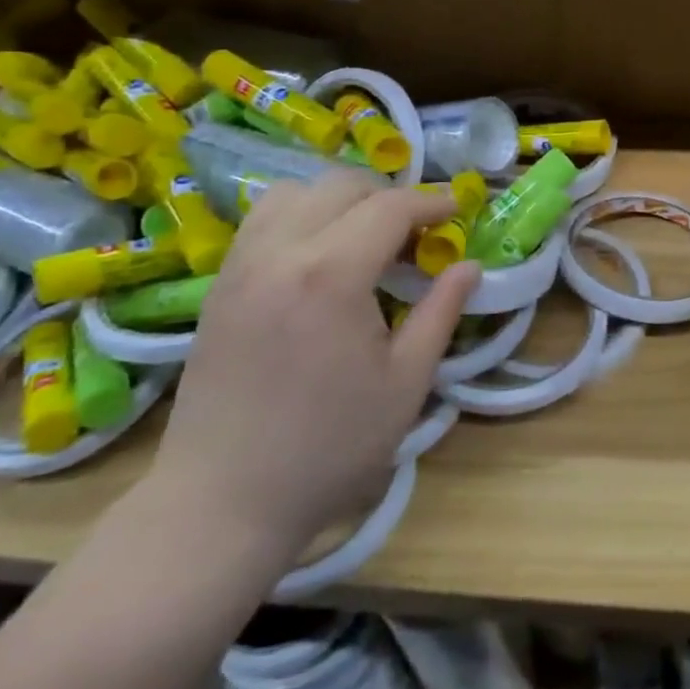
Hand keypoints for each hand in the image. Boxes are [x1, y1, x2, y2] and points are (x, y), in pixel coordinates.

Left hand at [148, 171, 478, 568]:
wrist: (222, 501)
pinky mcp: (219, 283)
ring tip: (365, 237)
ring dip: (340, 199)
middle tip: (415, 233)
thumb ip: (441, 312)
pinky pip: (263, 218)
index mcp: (331, 275)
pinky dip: (301, 213)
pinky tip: (319, 255)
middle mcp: (280, 252)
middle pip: (342, 186)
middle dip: (388, 196)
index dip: (430, 202)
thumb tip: (470, 266)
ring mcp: (241, 264)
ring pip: (295, 190)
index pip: (389, 208)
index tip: (456, 211)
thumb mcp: (405, 383)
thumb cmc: (328, 448)